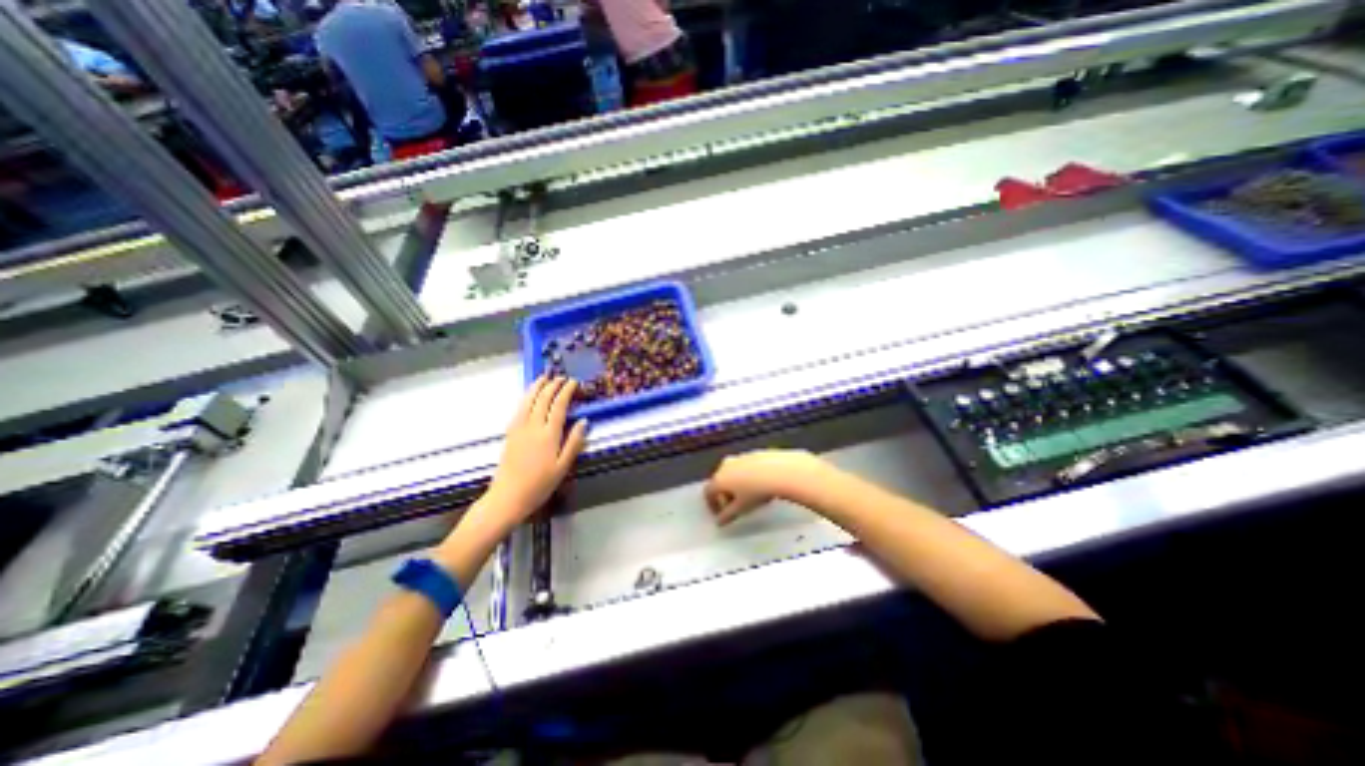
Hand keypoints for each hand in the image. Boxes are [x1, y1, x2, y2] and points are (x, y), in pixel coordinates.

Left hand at [480, 374, 587, 525]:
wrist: (507, 497)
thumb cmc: (540, 485)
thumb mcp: (563, 467)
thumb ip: (574, 442)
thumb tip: (584, 421)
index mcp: (549, 434)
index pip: (559, 405)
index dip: (567, 391)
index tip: (574, 382)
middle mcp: (533, 426)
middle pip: (543, 399)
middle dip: (553, 385)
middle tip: (562, 377)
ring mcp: (519, 428)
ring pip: (528, 400)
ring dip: (537, 386)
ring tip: (544, 377)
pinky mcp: (510, 433)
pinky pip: (519, 408)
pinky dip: (526, 397)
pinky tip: (529, 396)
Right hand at [710, 448, 824, 525]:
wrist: (779, 471)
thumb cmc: (757, 491)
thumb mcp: (741, 509)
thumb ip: (727, 516)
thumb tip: (720, 521)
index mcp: (719, 479)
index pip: (709, 492)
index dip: (712, 504)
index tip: (720, 514)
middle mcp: (726, 465)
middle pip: (720, 481)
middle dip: (724, 494)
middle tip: (733, 506)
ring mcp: (739, 458)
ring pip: (732, 473)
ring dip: (736, 485)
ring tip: (748, 496)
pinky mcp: (753, 454)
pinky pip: (745, 467)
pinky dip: (747, 476)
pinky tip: (759, 485)